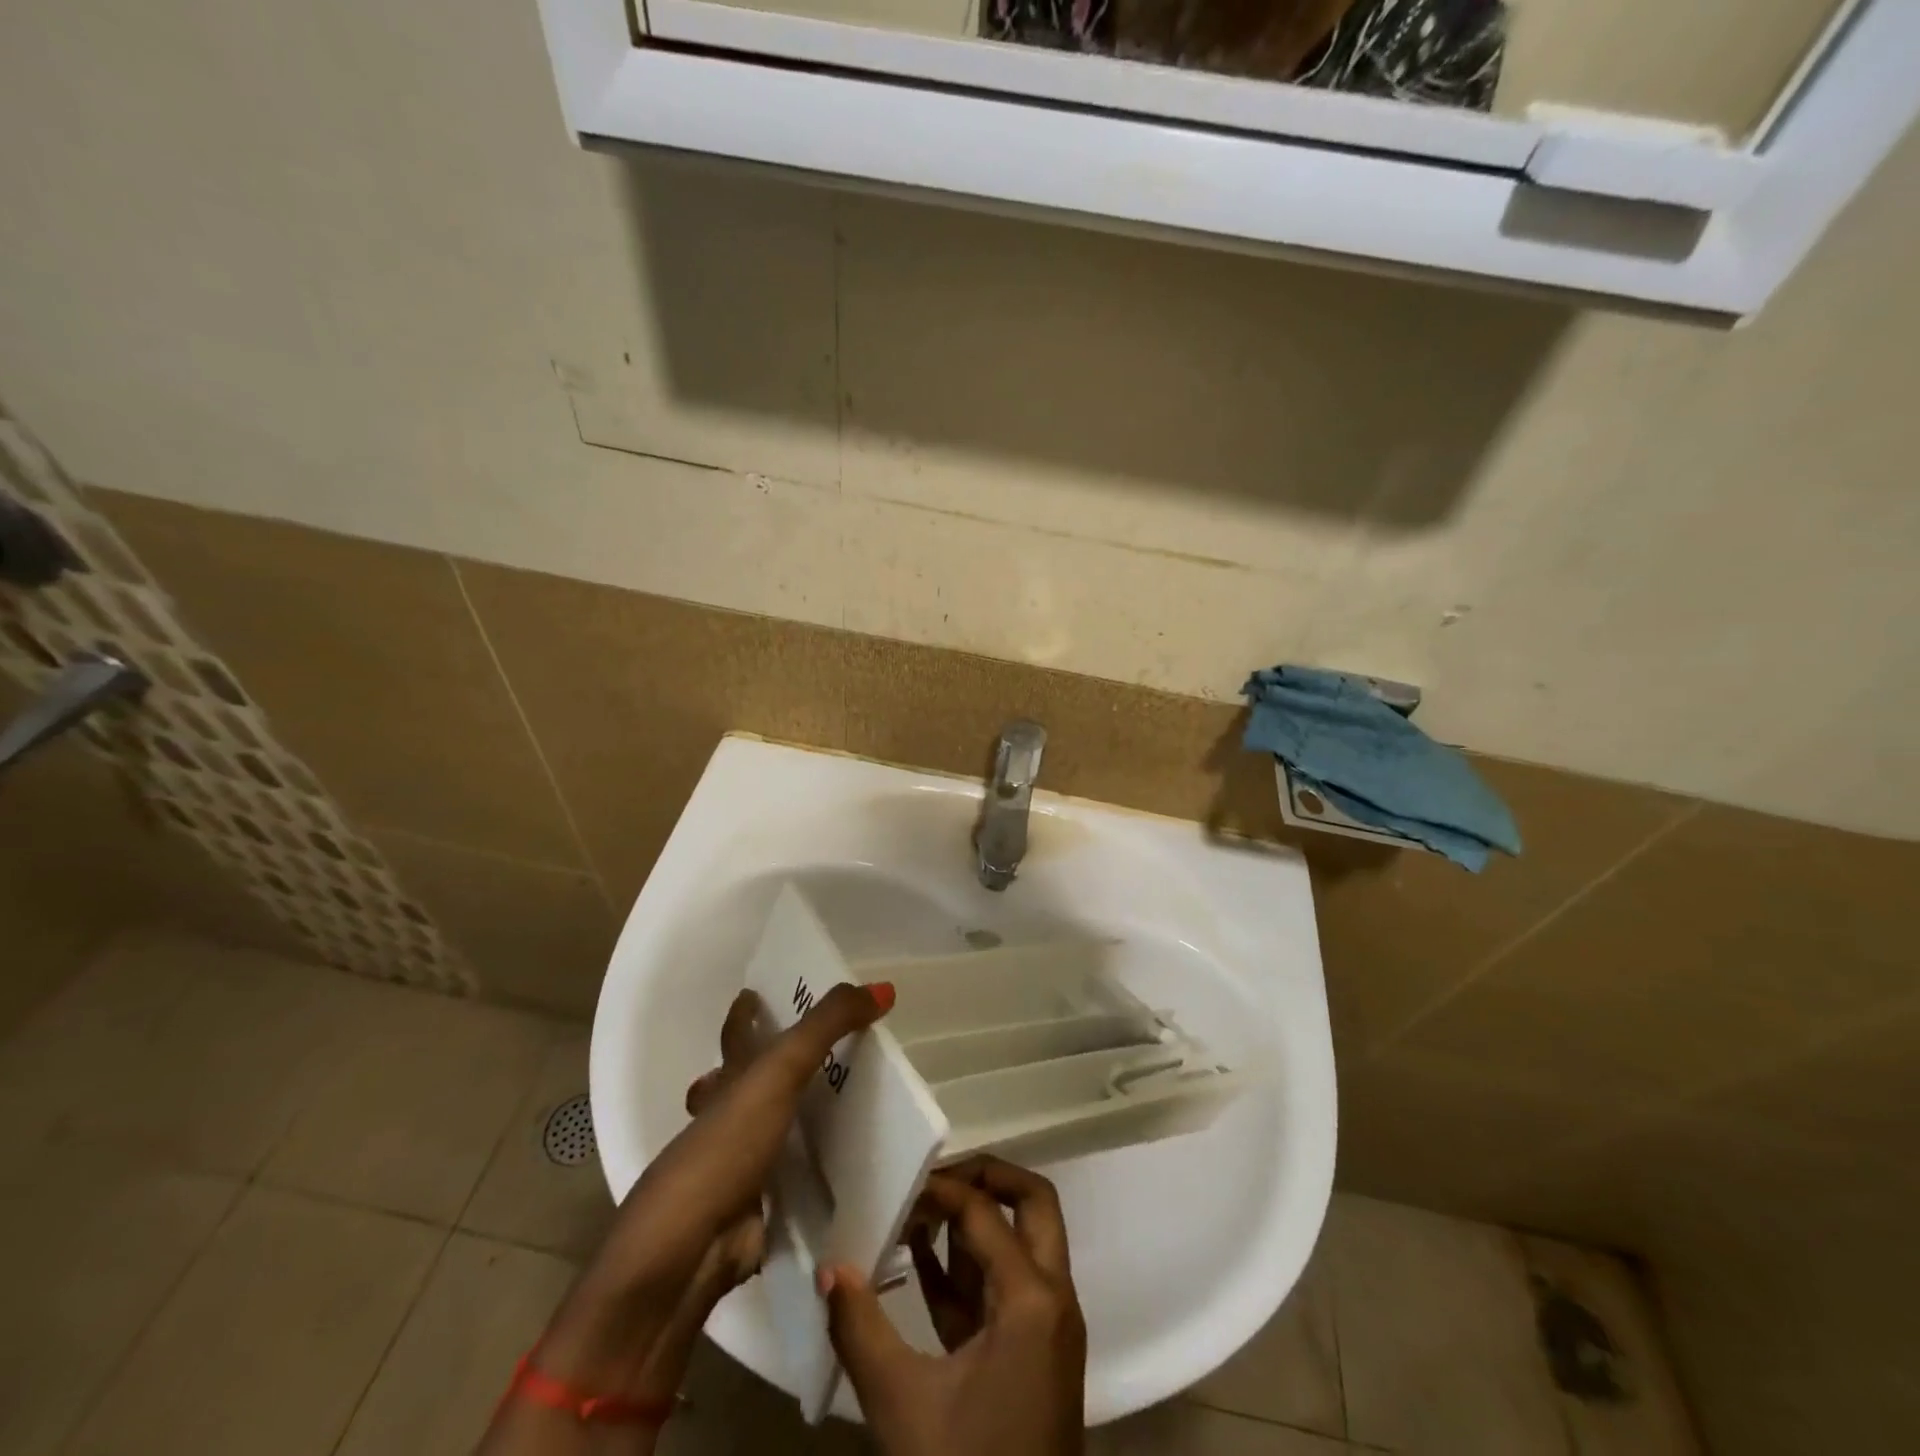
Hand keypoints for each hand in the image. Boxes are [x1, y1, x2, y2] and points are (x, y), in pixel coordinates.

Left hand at [534, 981, 891, 1404]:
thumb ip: (828, 1026)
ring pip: (774, 1131)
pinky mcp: (760, 1209)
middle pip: (752, 1084)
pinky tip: (850, 1168)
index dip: (745, 1012)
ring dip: (801, 1120)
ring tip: (852, 1105)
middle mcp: (730, 1119)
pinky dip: (816, 1172)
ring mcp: (742, 1167)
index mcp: (728, 1081)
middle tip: (829, 1052)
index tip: (758, 993)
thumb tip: (883, 988)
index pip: (736, 1033)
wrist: (690, 1252)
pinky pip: (795, 1181)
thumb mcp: (779, 1071)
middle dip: (778, 1069)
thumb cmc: (726, 1147)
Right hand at [821, 1156, 1086, 1455]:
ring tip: (915, 1215)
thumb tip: (828, 1269)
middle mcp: (1052, 1298)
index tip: (896, 1186)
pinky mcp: (1034, 1357)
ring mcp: (1048, 1328)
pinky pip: (1004, 1290)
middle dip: (986, 1179)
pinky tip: (919, 1265)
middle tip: (934, 1178)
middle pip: (1033, 1205)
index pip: (983, 1212)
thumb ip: (861, 1328)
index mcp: (1032, 1297)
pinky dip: (969, 1269)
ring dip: (974, 1224)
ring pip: (1021, 1244)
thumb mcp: (902, 1404)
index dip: (940, 1190)